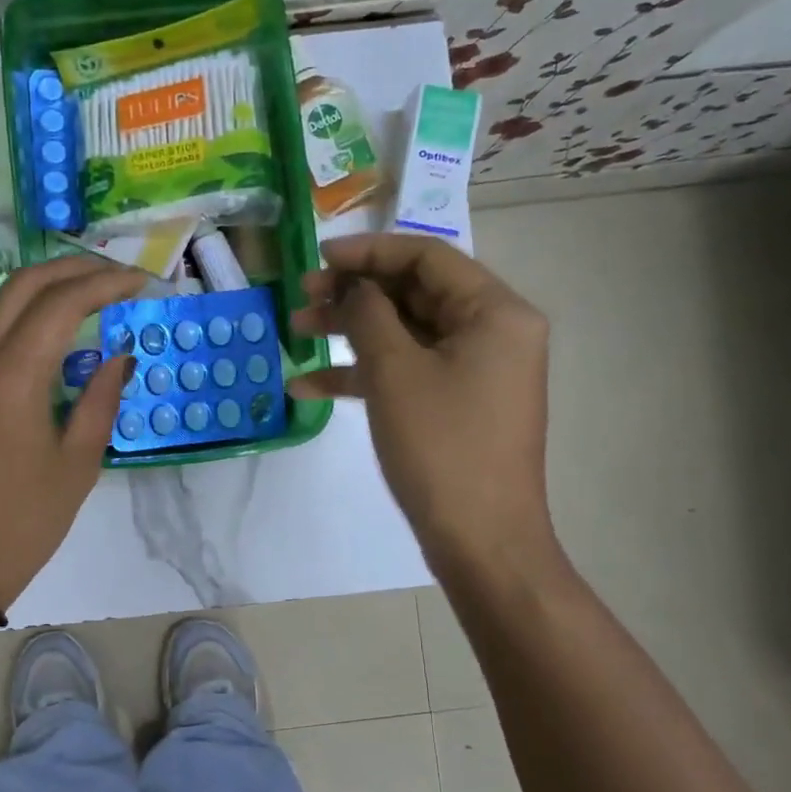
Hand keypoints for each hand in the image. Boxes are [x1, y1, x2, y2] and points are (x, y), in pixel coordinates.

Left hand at [0, 256, 143, 612]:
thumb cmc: (22, 522)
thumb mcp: (77, 465)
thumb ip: (101, 400)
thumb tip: (120, 355)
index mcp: (12, 374)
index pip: (62, 302)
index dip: (105, 283)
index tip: (143, 282)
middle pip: (23, 285)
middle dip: (73, 268)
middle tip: (117, 274)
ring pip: (1, 306)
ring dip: (47, 289)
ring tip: (93, 297)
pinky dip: (26, 319)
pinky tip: (56, 338)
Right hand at [290, 233, 555, 571]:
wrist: (481, 540)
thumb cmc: (441, 447)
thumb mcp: (395, 372)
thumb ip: (368, 315)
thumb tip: (353, 288)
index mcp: (495, 312)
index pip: (428, 258)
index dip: (370, 251)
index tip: (319, 257)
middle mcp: (492, 333)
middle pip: (414, 293)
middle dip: (354, 294)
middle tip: (302, 297)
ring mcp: (474, 371)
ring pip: (405, 333)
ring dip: (350, 332)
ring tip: (295, 332)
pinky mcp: (456, 404)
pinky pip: (407, 372)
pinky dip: (363, 374)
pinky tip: (308, 384)